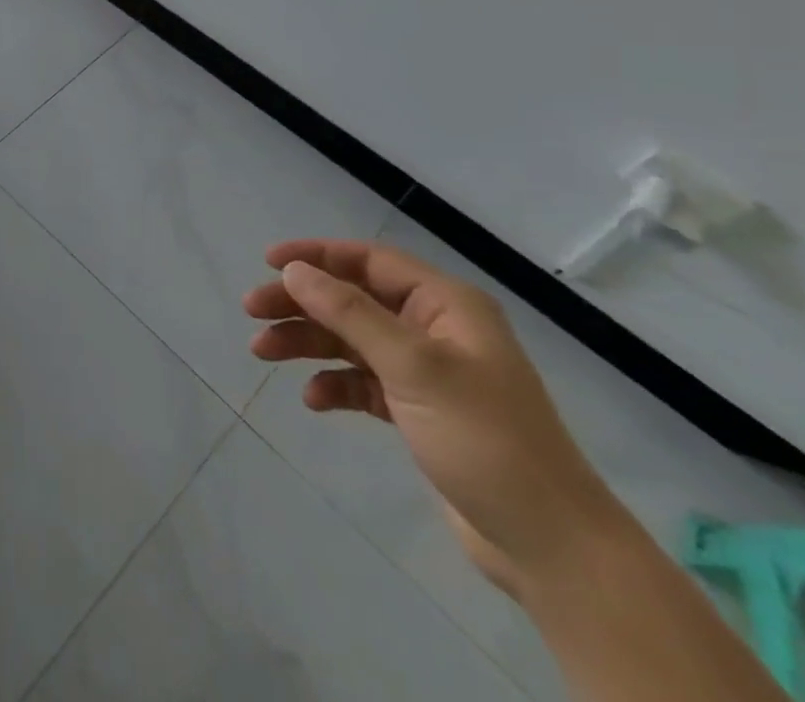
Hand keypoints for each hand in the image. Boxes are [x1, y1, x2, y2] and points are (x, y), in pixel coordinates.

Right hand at [244, 239, 623, 594]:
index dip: (317, 256)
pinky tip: (315, 400)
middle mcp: (435, 329)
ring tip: (263, 353)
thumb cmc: (484, 438)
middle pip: (352, 300)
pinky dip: (336, 385)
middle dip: (302, 304)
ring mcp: (428, 373)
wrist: (552, 547)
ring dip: (308, 343)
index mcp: (445, 305)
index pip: (369, 261)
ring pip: (352, 341)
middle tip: (252, 312)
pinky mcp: (421, 413)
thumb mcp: (413, 366)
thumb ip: (350, 313)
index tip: (269, 262)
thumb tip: (296, 271)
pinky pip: (364, 383)